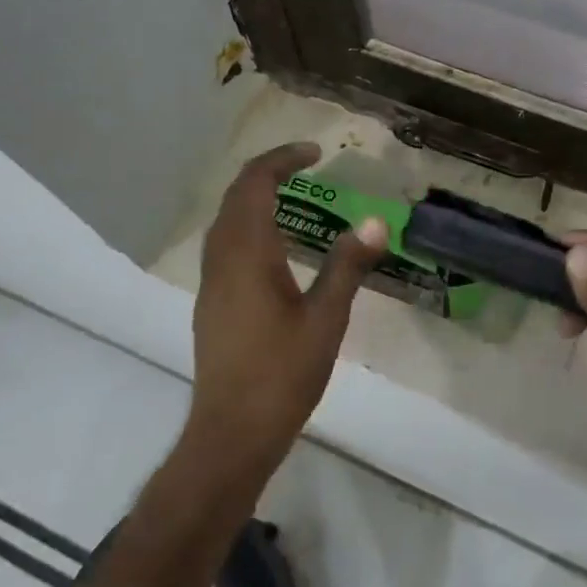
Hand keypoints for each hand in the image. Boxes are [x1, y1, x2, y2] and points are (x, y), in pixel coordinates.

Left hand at [188, 143, 386, 475]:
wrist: (231, 434)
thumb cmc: (281, 374)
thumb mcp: (326, 319)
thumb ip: (347, 266)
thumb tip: (375, 222)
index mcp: (247, 254)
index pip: (255, 184)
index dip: (282, 159)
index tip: (315, 152)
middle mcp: (222, 259)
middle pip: (236, 195)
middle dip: (268, 171)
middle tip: (306, 165)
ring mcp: (212, 282)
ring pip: (226, 219)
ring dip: (255, 196)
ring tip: (293, 195)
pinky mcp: (211, 302)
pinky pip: (225, 242)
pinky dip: (248, 223)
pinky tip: (276, 245)